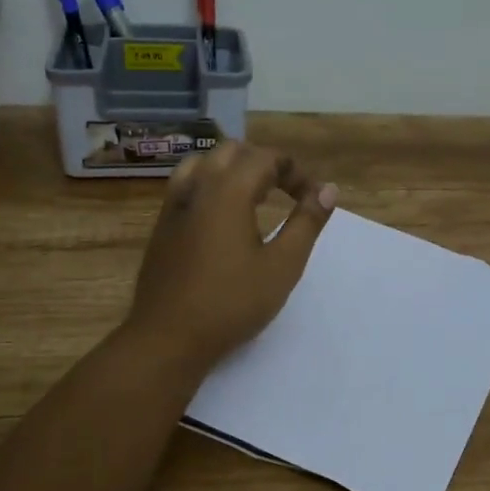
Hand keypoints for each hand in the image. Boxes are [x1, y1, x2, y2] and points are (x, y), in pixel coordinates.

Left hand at [124, 141, 338, 370]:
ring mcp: (173, 206)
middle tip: (286, 192)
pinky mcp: (161, 227)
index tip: (313, 199)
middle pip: (232, 152)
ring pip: (203, 163)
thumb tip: (328, 191)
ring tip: (254, 196)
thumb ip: (307, 223)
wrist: (167, 338)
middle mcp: (196, 187)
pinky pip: (186, 186)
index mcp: (227, 191)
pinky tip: (221, 218)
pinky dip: (210, 185)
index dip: (295, 172)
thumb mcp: (282, 265)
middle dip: (264, 163)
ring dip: (233, 170)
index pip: (266, 159)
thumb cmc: (231, 302)